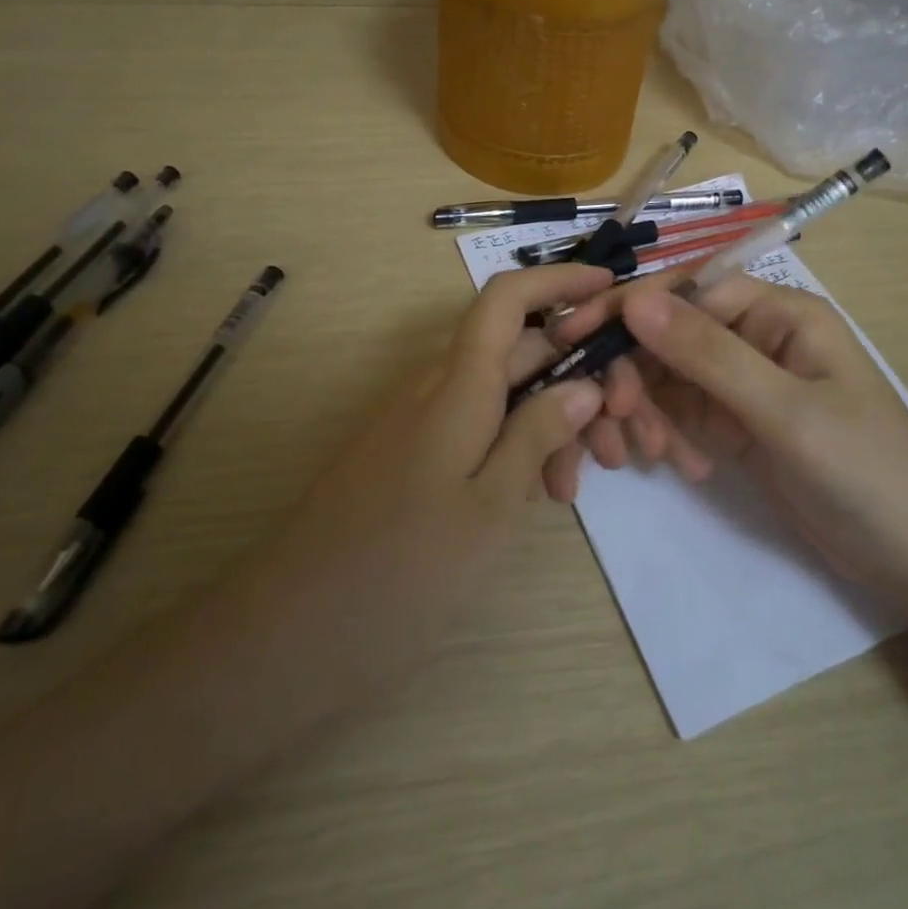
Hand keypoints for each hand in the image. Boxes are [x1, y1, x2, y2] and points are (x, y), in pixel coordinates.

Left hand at [238, 264, 612, 725]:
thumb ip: (538, 433)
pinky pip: (474, 425)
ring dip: (547, 423)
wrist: (291, 629)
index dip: (558, 279)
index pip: (507, 298)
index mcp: (458, 384)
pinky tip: (535, 496)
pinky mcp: (410, 452)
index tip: (609, 288)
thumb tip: (585, 382)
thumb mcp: (490, 506)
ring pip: (501, 394)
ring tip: (570, 490)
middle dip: (575, 380)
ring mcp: (420, 419)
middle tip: (616, 444)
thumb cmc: (401, 570)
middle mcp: (437, 386)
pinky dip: (513, 446)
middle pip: (519, 351)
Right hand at [556, 274, 907, 609]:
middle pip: (669, 336)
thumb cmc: (866, 472)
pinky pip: (682, 415)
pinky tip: (685, 469)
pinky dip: (670, 436)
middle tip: (615, 424)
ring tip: (654, 458)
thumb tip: (634, 300)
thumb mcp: (785, 412)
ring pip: (668, 378)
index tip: (574, 339)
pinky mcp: (736, 425)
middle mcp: (756, 337)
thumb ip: (707, 355)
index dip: (628, 310)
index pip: (686, 292)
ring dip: (649, 413)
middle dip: (635, 376)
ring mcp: (744, 384)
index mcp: (778, 313)